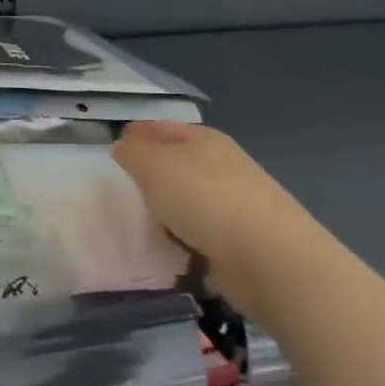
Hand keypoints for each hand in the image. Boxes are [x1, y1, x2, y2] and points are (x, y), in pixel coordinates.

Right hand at [112, 121, 317, 320]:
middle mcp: (223, 166)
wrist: (268, 257)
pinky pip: (202, 234)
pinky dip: (187, 239)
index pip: (165, 128)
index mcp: (205, 139)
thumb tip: (123, 146)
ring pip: (190, 199)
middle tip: (125, 185)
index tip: (116, 144)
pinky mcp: (242, 241)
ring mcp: (236, 204)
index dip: (140, 133)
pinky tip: (172, 248)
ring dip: (170, 210)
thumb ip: (133, 153)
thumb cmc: (204, 199)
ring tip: (145, 222)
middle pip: (179, 163)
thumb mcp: (154, 166)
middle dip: (154, 172)